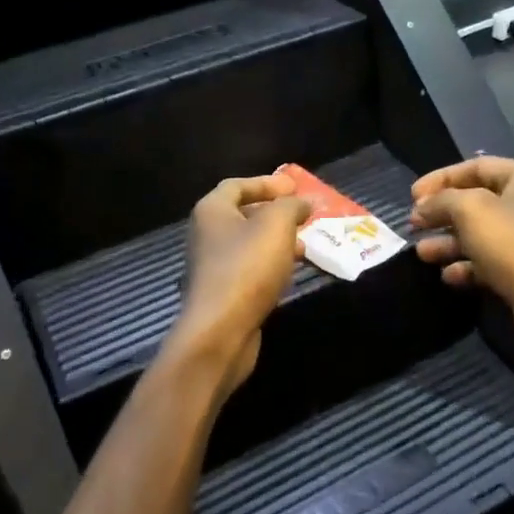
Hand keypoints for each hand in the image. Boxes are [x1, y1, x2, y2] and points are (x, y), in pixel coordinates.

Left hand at [172, 174, 312, 403]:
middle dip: (276, 213)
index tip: (296, 187)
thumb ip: (291, 206)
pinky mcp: (223, 292)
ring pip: (249, 243)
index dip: (267, 183)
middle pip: (243, 214)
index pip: (238, 185)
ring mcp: (212, 265)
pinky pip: (250, 268)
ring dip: (277, 240)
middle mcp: (206, 234)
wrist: (220, 331)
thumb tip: (302, 201)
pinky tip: (291, 272)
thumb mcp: (276, 226)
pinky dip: (271, 263)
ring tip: (306, 244)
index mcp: (212, 211)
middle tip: (305, 216)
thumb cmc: (247, 268)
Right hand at [410, 157, 513, 373]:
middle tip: (413, 224)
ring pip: (477, 233)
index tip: (411, 196)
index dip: (440, 178)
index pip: (475, 166)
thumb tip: (422, 207)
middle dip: (441, 213)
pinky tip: (447, 275)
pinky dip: (465, 265)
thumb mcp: (471, 210)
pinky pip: (486, 261)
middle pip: (474, 200)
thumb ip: (441, 201)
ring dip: (447, 242)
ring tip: (421, 253)